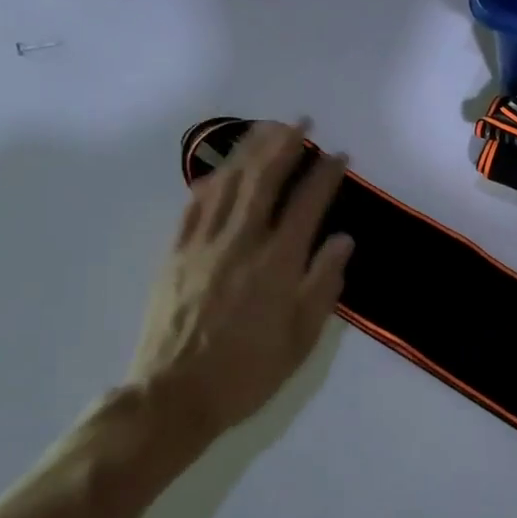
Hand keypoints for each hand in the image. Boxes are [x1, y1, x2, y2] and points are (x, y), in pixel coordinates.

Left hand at [124, 121, 353, 468]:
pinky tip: (222, 167)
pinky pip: (195, 204)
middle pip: (264, 179)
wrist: (174, 395)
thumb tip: (342, 239)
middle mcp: (241, 242)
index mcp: (277, 263)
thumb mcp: (302, 337)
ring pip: (228, 182)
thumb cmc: (249, 371)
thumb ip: (324, 283)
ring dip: (249, 150)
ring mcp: (203, 244)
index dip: (325, 175)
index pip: (307, 204)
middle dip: (285, 144)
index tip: (339, 155)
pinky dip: (212, 178)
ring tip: (266, 128)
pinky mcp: (176, 253)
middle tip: (301, 122)